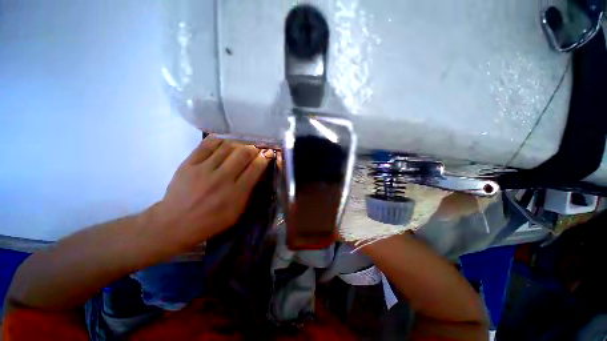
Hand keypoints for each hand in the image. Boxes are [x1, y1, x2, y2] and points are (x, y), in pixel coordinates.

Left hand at [154, 135, 271, 249]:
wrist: (175, 223)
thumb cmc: (211, 221)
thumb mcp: (236, 212)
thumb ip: (248, 191)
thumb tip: (257, 171)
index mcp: (236, 193)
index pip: (255, 168)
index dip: (264, 158)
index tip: (267, 154)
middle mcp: (222, 179)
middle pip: (243, 153)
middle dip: (253, 148)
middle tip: (255, 149)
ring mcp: (204, 170)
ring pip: (227, 146)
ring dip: (238, 143)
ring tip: (241, 145)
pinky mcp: (188, 164)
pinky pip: (207, 145)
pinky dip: (219, 140)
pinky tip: (224, 142)